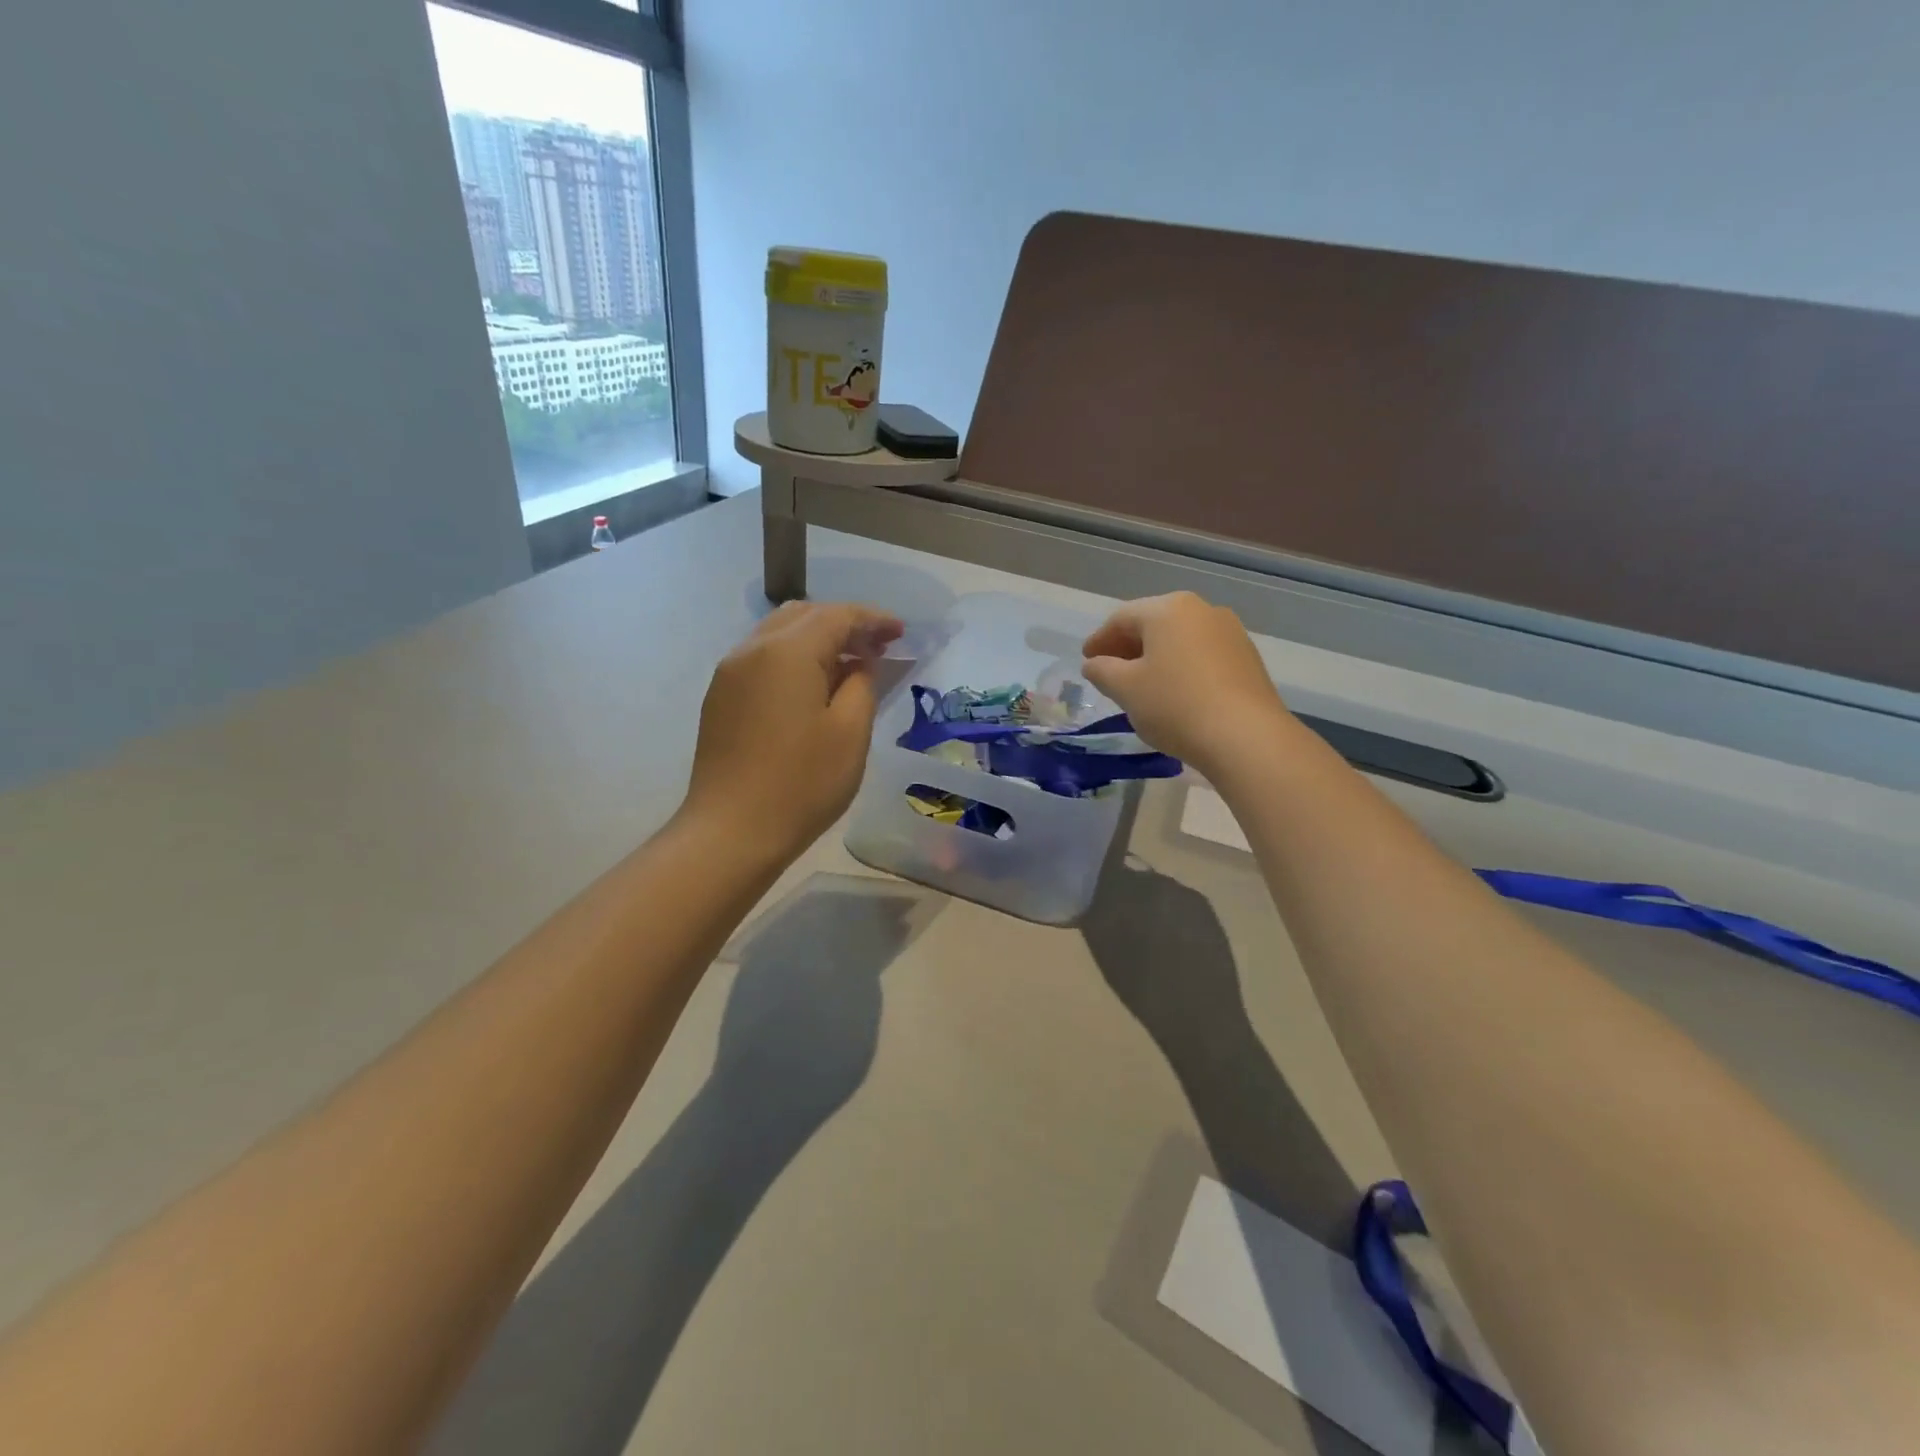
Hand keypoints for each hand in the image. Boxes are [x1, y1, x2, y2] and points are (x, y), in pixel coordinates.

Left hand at [683, 602, 903, 858]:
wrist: (730, 832)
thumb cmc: (801, 783)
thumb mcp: (850, 733)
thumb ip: (862, 685)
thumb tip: (859, 663)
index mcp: (787, 651)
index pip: (837, 616)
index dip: (873, 619)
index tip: (901, 632)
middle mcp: (752, 649)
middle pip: (804, 615)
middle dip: (845, 624)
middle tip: (878, 647)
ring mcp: (730, 673)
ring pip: (779, 633)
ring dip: (818, 639)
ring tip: (850, 664)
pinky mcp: (720, 697)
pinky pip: (763, 658)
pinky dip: (794, 658)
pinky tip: (814, 686)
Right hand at [1081, 592, 1292, 773]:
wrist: (1246, 737)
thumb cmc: (1175, 705)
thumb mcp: (1126, 689)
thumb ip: (1102, 671)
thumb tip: (1094, 664)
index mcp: (1168, 609)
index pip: (1122, 618)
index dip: (1099, 640)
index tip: (1087, 660)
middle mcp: (1202, 610)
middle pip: (1154, 624)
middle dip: (1128, 647)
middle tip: (1109, 671)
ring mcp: (1230, 632)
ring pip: (1180, 640)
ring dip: (1156, 658)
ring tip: (1141, 684)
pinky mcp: (1247, 659)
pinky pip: (1202, 655)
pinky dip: (1181, 667)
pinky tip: (1174, 692)